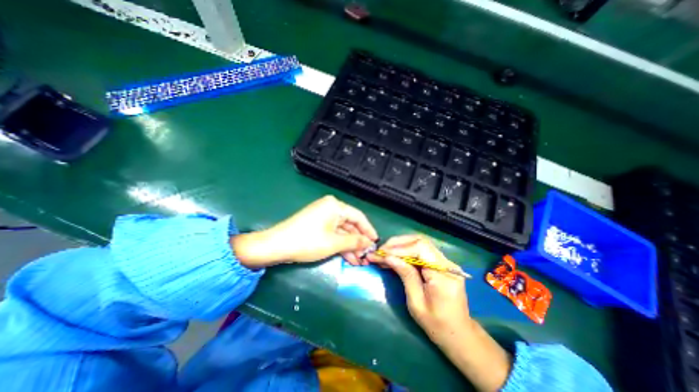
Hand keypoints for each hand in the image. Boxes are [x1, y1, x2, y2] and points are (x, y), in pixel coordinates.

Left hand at [234, 195, 376, 266]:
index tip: (376, 242)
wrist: (276, 246)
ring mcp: (323, 216)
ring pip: (342, 231)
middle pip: (350, 225)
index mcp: (335, 206)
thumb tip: (369, 243)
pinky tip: (348, 258)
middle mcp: (330, 208)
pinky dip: (340, 245)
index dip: (368, 230)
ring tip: (359, 261)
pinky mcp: (317, 225)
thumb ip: (354, 241)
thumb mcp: (334, 243)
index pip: (358, 217)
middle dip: (358, 241)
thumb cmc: (307, 241)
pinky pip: (333, 234)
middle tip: (367, 256)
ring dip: (350, 246)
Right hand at [367, 236, 511, 391]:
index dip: (399, 248)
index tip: (382, 253)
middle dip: (398, 243)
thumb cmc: (437, 324)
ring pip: (420, 243)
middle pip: (420, 241)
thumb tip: (388, 257)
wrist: (459, 334)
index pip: (420, 248)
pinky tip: (394, 256)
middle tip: (381, 250)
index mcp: (443, 275)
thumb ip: (405, 275)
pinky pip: (421, 251)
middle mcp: (447, 264)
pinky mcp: (441, 264)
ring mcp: (446, 262)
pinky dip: (406, 251)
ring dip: (400, 245)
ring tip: (384, 252)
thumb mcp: (416, 303)